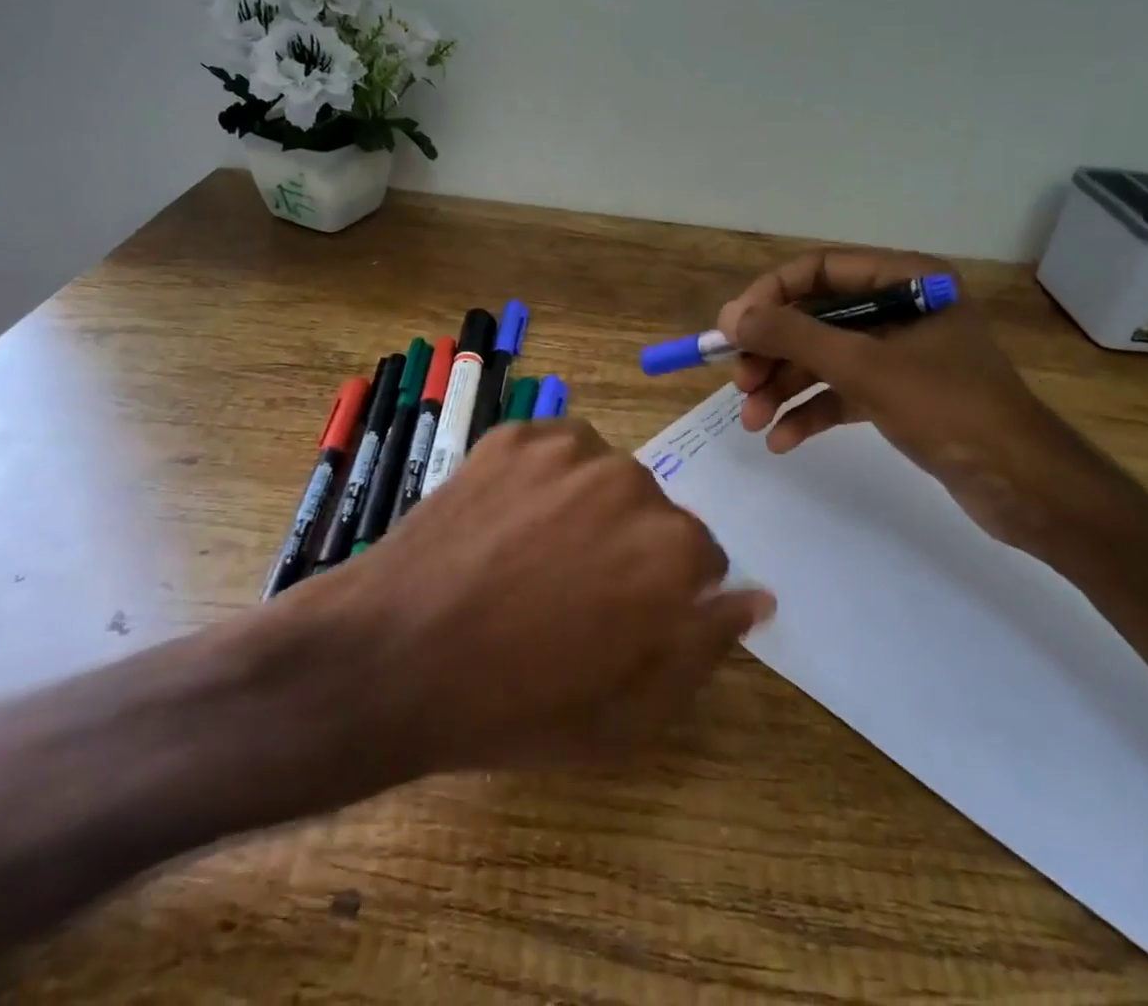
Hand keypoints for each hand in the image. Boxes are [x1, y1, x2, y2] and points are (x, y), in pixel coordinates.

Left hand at [272, 419, 773, 779]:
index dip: (665, 593)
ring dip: (588, 506)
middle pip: (654, 512)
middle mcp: (631, 482)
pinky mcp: (515, 433)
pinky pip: (556, 449)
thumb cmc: (515, 704)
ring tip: (532, 553)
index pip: (703, 557)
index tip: (622, 616)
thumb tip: (757, 598)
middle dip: (628, 547)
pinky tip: (507, 520)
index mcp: (672, 549)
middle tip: (567, 591)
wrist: (390, 656)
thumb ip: (705, 647)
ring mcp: (568, 449)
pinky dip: (544, 478)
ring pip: (606, 475)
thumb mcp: (628, 713)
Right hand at [717, 248, 1147, 558]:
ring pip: (825, 359)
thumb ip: (794, 336)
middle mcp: (901, 308)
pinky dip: (811, 412)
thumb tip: (730, 316)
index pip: (820, 269)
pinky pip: (842, 392)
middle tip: (739, 384)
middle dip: (773, 353)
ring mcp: (900, 354)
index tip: (731, 329)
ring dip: (784, 387)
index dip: (770, 295)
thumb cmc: (948, 409)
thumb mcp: (864, 367)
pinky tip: (782, 440)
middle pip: (817, 318)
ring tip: (750, 420)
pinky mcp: (899, 394)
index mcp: (907, 279)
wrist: (1024, 487)